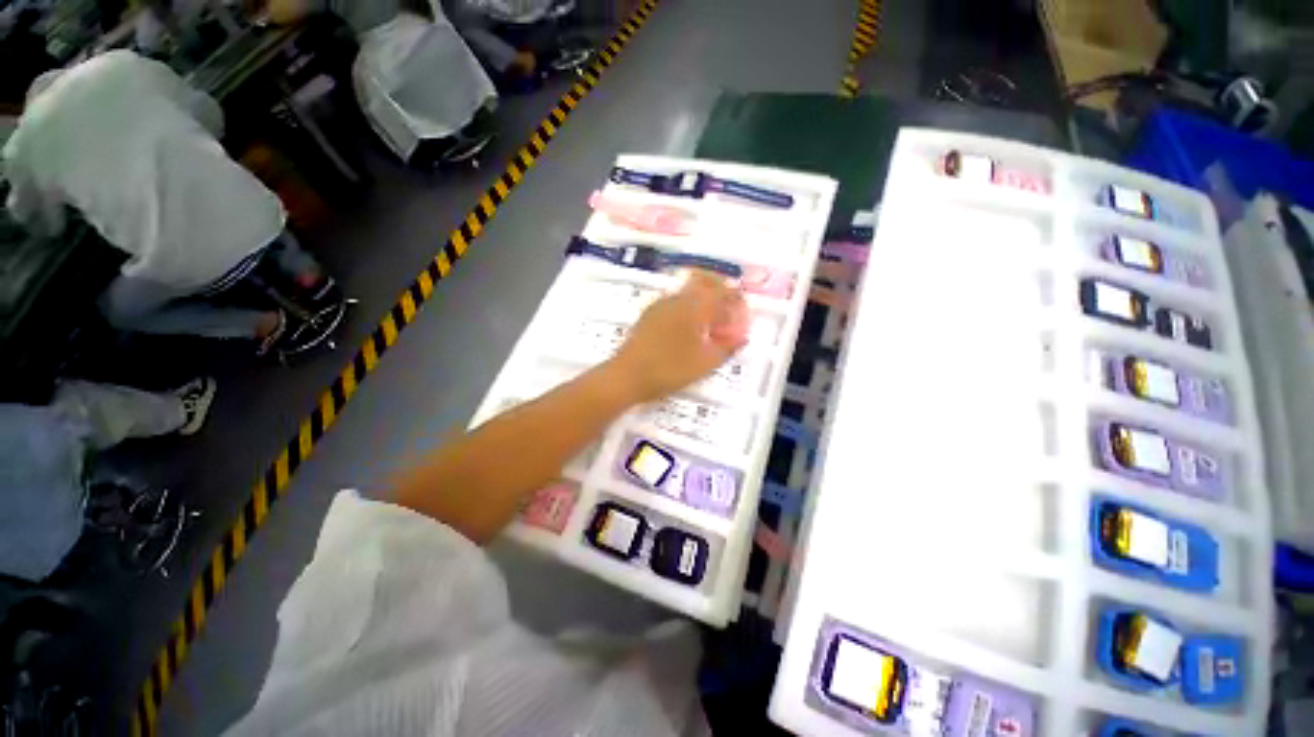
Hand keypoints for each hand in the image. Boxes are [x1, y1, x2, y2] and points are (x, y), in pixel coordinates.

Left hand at [606, 271, 749, 403]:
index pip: (722, 293)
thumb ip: (726, 348)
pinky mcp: (649, 314)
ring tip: (710, 319)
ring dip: (703, 298)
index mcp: (695, 307)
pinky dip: (688, 306)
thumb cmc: (669, 370)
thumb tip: (742, 338)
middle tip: (729, 306)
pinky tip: (688, 325)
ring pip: (688, 291)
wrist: (626, 376)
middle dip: (720, 290)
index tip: (742, 312)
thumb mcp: (704, 363)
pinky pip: (675, 301)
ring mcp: (660, 304)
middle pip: (704, 282)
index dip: (736, 301)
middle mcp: (678, 299)